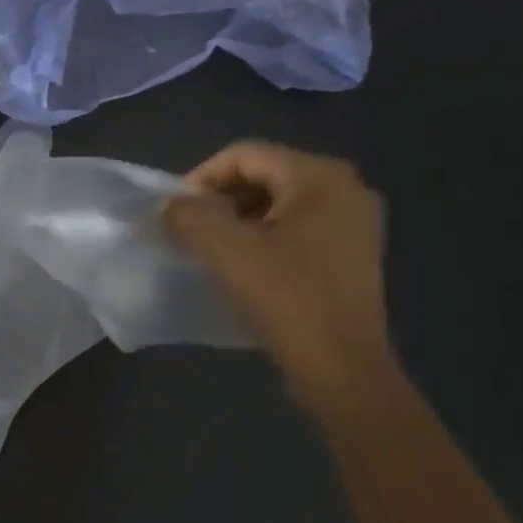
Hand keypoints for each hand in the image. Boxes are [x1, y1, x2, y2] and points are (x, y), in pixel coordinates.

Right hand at [163, 142, 394, 409]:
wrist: (342, 368)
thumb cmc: (286, 300)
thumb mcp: (227, 252)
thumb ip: (189, 216)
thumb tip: (168, 205)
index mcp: (320, 178)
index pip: (245, 154)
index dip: (201, 177)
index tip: (174, 212)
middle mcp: (346, 189)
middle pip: (263, 174)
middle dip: (219, 198)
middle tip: (188, 229)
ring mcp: (354, 223)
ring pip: (277, 202)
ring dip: (237, 218)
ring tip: (210, 249)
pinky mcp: (352, 253)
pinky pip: (296, 227)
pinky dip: (262, 236)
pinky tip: (243, 265)